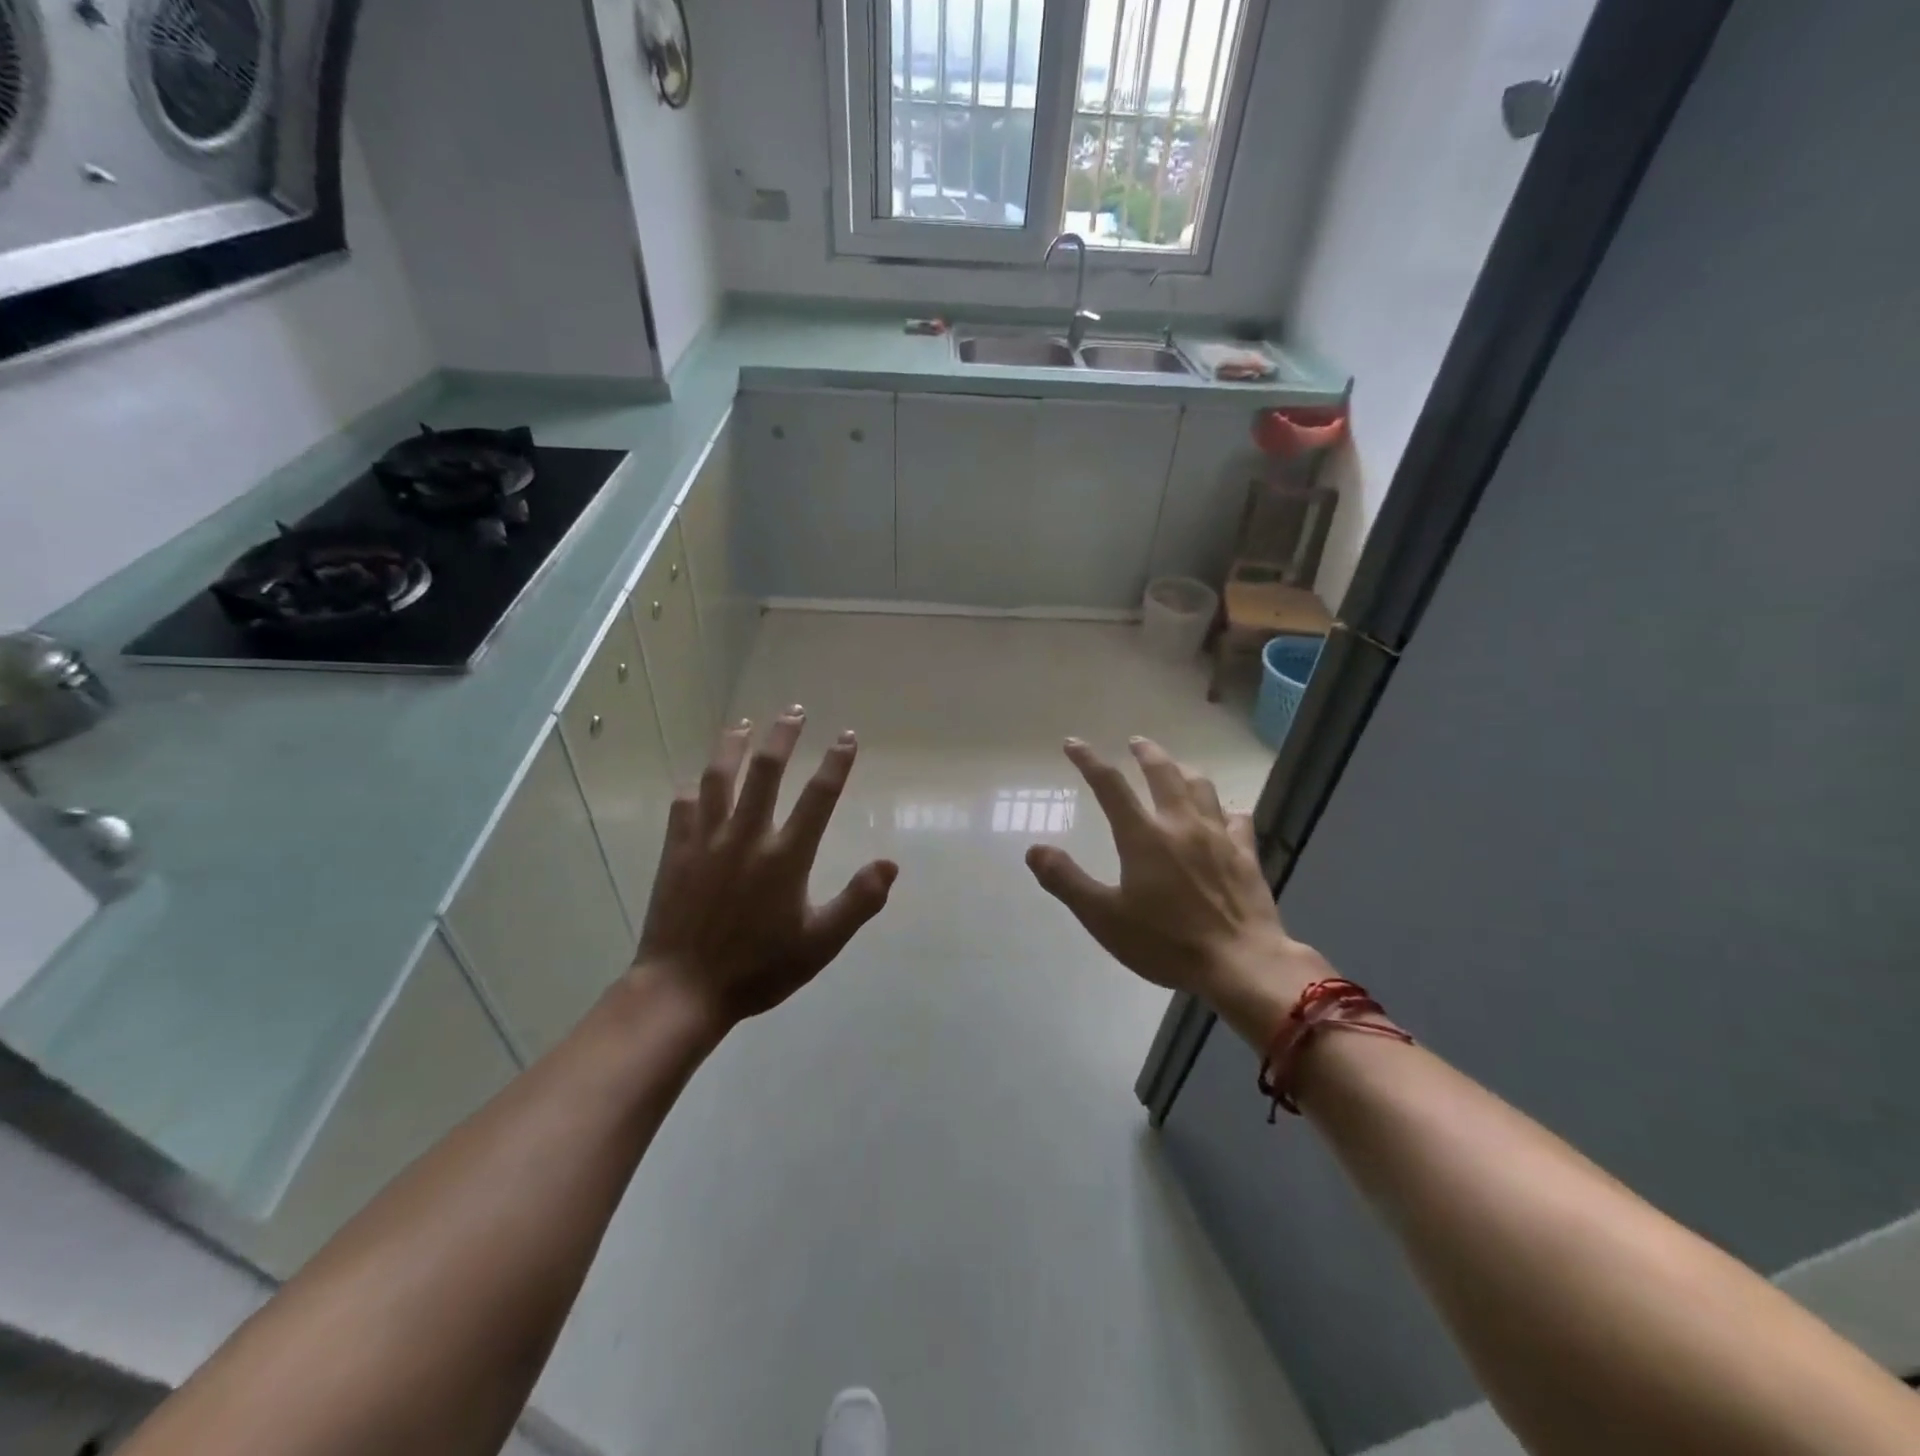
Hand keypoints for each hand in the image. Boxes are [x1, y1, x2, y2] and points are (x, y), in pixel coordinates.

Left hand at [637, 707, 897, 1029]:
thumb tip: (891, 863)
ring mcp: (707, 840)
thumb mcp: (820, 943)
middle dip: (783, 736)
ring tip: (743, 725)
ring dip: (733, 746)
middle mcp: (747, 836)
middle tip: (793, 711)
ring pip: (719, 777)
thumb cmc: (759, 968)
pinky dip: (694, 789)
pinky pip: (684, 807)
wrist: (683, 989)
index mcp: (786, 856)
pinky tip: (697, 782)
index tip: (846, 737)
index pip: (818, 797)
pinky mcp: (677, 851)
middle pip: (766, 771)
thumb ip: (858, 902)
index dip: (836, 763)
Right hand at [1025, 736, 1331, 1044]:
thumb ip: (1066, 880)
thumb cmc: (1165, 942)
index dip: (1088, 761)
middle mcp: (1181, 825)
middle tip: (1136, 742)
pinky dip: (1225, 810)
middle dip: (1146, 753)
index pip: (1110, 786)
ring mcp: (1218, 837)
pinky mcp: (1246, 855)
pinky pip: (1237, 819)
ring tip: (1176, 768)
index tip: (1073, 744)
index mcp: (1143, 836)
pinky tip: (1225, 814)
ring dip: (1184, 771)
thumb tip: (1034, 849)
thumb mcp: (1103, 917)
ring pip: (1201, 788)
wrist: (1240, 963)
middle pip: (1163, 774)